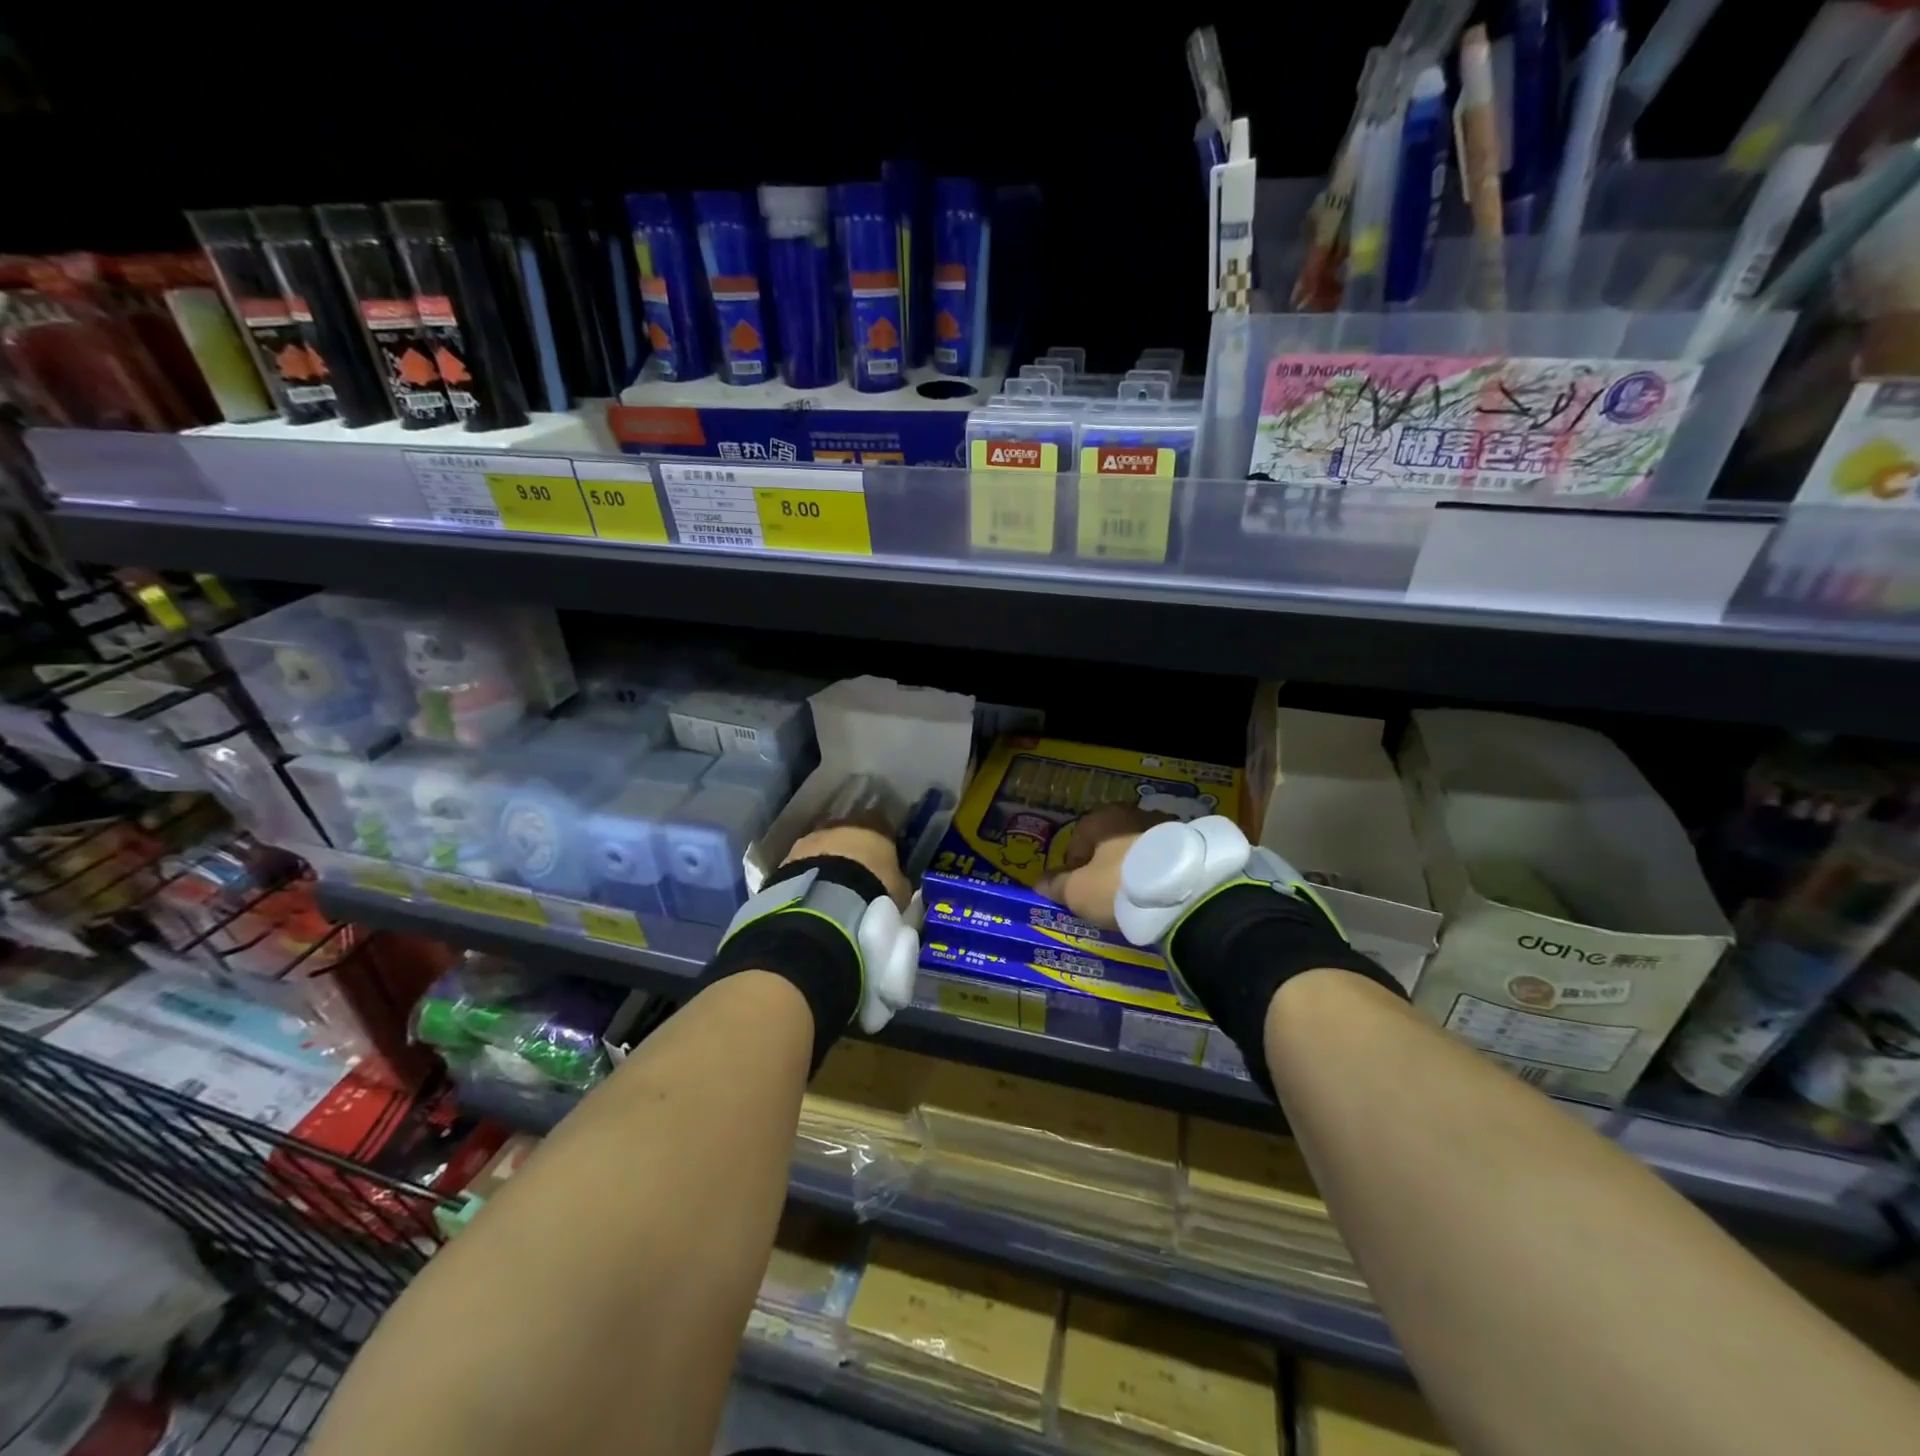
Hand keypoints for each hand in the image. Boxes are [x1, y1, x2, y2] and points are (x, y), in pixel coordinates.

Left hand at [784, 825, 911, 910]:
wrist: (826, 902)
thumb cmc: (873, 890)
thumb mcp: (899, 890)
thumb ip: (898, 881)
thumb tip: (898, 882)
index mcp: (876, 825)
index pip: (883, 826)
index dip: (883, 843)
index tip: (884, 860)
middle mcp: (842, 823)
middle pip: (850, 831)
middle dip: (852, 848)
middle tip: (857, 873)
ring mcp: (813, 836)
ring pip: (824, 844)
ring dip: (829, 859)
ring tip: (832, 885)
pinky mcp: (789, 855)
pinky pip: (805, 861)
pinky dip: (810, 871)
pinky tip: (814, 890)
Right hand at [1034, 804, 1173, 935]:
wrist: (1180, 891)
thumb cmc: (1117, 885)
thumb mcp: (1078, 892)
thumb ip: (1057, 885)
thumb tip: (1038, 883)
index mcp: (1101, 817)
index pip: (1078, 839)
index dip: (1073, 867)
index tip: (1078, 891)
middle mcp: (1132, 812)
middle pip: (1109, 841)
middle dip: (1105, 865)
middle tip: (1106, 894)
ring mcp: (1164, 824)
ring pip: (1138, 848)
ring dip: (1133, 866)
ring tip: (1134, 896)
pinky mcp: (1188, 841)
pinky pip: (1162, 857)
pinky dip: (1156, 871)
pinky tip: (1157, 892)